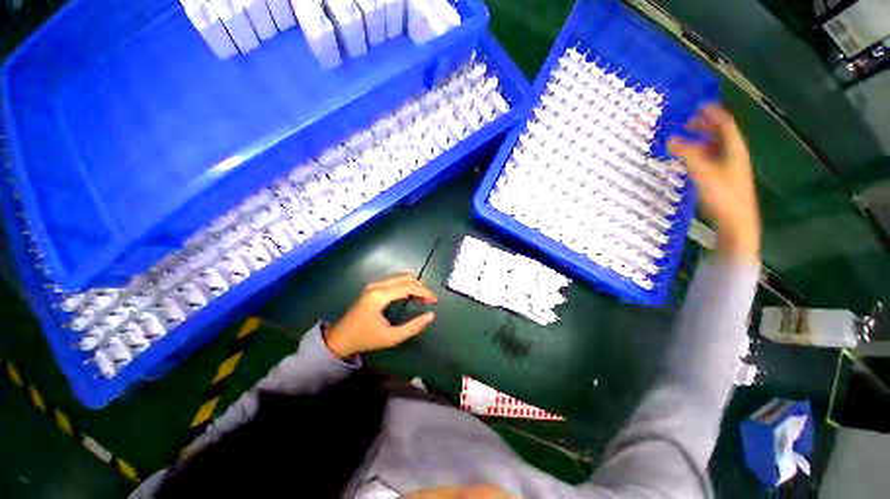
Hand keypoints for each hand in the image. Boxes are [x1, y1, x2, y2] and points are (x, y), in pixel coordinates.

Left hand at [325, 273, 437, 358]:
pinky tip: (410, 295)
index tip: (434, 301)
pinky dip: (406, 285)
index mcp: (380, 296)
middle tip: (429, 300)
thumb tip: (431, 315)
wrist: (340, 338)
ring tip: (422, 298)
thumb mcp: (391, 338)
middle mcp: (377, 285)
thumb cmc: (365, 339)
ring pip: (400, 276)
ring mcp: (373, 284)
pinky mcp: (372, 286)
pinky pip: (394, 279)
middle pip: (405, 277)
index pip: (408, 286)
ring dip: (414, 285)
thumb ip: (413, 327)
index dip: (424, 292)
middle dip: (421, 287)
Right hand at [668, 105, 760, 262]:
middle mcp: (733, 153)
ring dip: (701, 139)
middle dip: (705, 125)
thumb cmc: (723, 194)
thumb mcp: (703, 172)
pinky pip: (710, 157)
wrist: (736, 219)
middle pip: (721, 133)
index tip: (699, 105)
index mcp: (733, 148)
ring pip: (715, 145)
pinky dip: (699, 152)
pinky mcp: (722, 176)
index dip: (713, 113)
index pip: (725, 124)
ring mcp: (729, 165)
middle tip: (688, 121)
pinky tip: (689, 157)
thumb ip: (687, 154)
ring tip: (685, 137)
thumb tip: (670, 139)